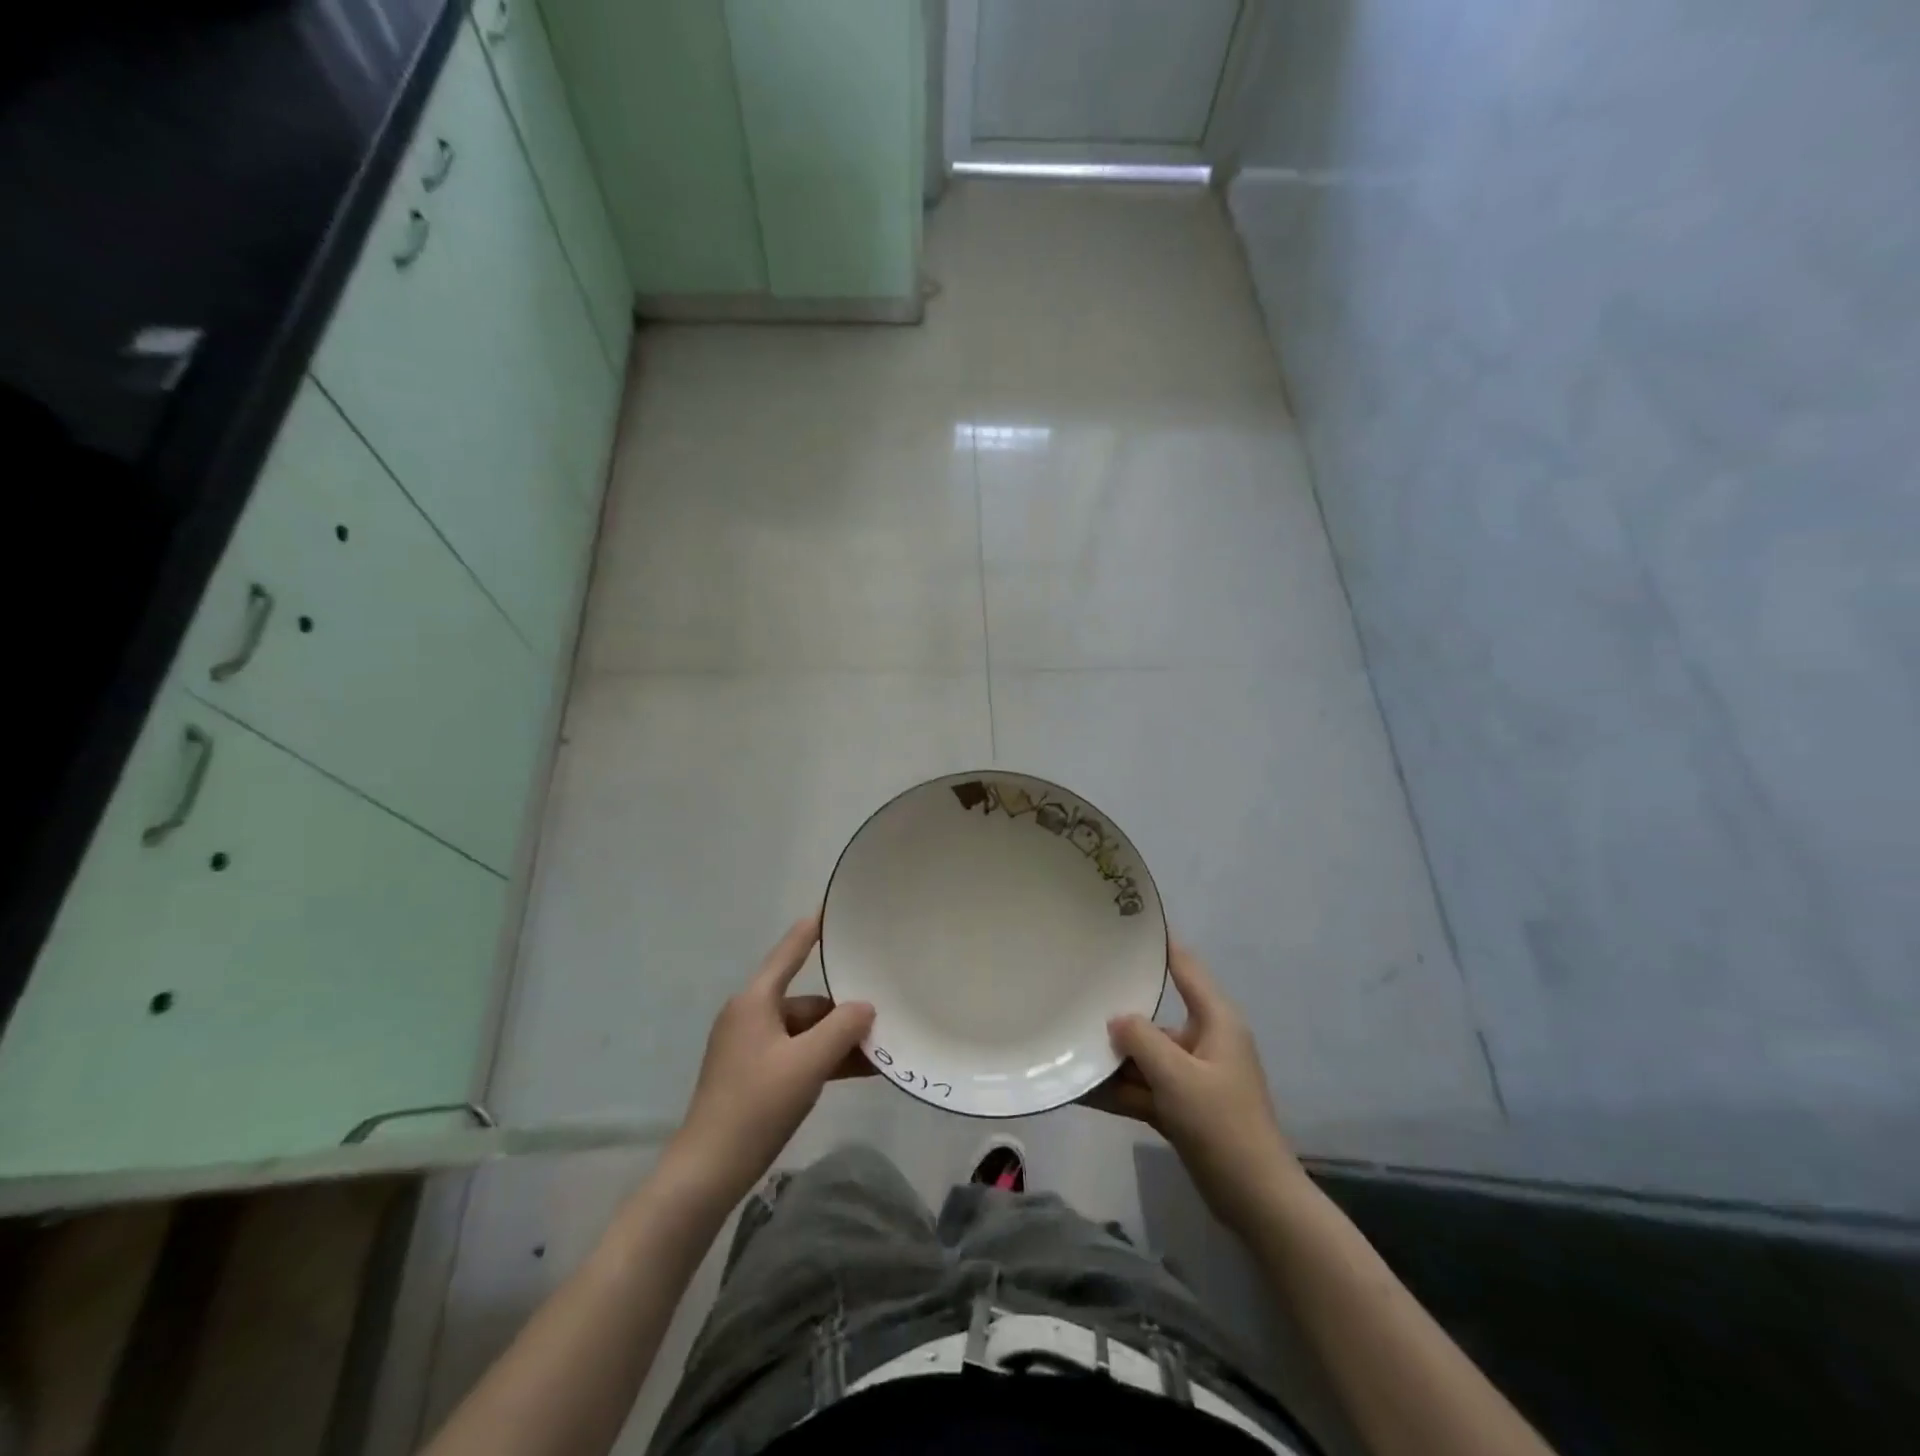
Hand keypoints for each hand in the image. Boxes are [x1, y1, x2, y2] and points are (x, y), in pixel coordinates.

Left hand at [670, 916, 874, 1204]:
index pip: (790, 951)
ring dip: (838, 1040)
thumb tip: (865, 1007)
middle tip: (884, 1013)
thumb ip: (842, 1029)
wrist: (708, 1171)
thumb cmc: (756, 1106)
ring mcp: (751, 1046)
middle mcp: (751, 1015)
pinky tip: (858, 1071)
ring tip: (880, 1050)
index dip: (813, 928)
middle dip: (844, 1011)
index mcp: (755, 1001)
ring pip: (805, 1031)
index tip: (834, 906)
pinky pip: (797, 1054)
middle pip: (806, 1000)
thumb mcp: (807, 1064)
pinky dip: (823, 1059)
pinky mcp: (754, 1074)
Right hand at [1082, 944, 1307, 1232]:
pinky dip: (1118, 1090)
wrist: (1256, 1200)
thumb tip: (1115, 1019)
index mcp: (1215, 1021)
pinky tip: (1079, 1090)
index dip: (1159, 945)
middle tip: (1076, 991)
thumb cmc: (1222, 1124)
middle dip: (1118, 1012)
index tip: (1124, 926)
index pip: (1185, 967)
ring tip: (1067, 1045)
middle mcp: (1204, 1041)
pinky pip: (1144, 1088)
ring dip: (1113, 1059)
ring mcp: (1192, 1076)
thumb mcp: (1177, 1076)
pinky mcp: (1182, 1107)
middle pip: (1155, 1016)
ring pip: (1145, 1056)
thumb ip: (1141, 1039)